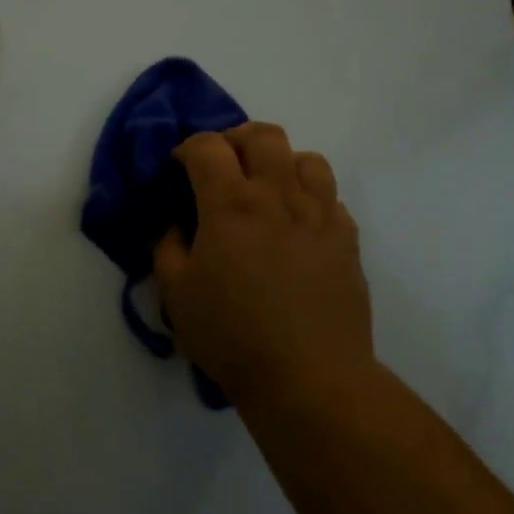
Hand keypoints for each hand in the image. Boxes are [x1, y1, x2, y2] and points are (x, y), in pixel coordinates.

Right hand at [154, 124, 376, 414]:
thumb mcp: (176, 294)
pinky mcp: (347, 239)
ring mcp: (320, 215)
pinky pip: (331, 196)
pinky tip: (296, 225)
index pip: (207, 147)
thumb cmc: (232, 335)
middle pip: (263, 136)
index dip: (187, 148)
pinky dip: (309, 197)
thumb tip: (175, 224)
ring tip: (266, 189)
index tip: (178, 167)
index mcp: (230, 204)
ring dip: (280, 162)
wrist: (309, 378)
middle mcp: (278, 196)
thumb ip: (166, 247)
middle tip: (222, 166)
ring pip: (306, 158)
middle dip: (235, 139)